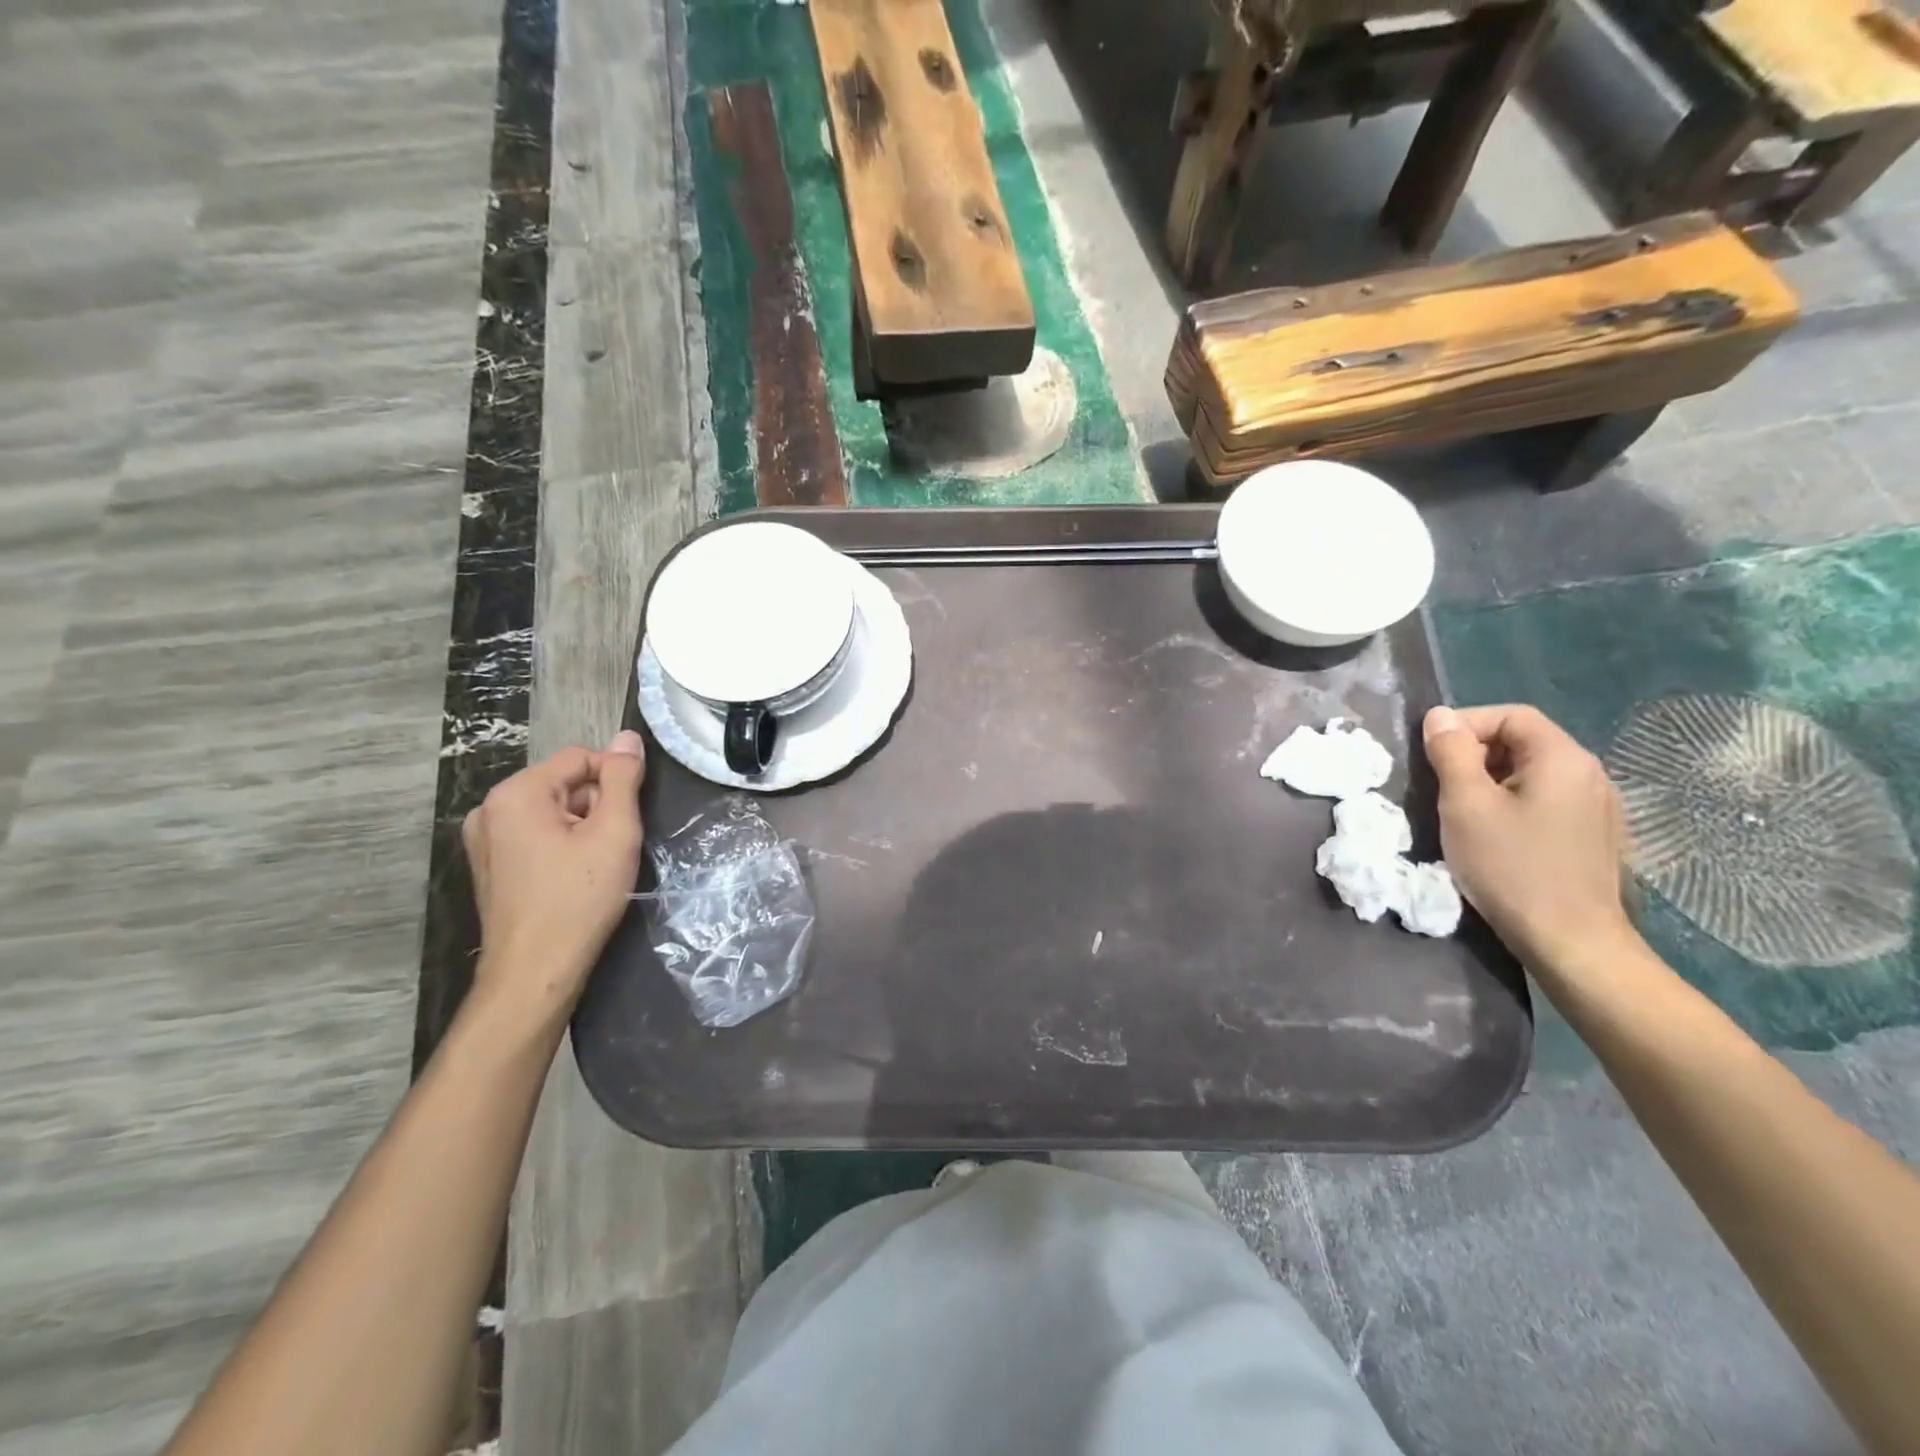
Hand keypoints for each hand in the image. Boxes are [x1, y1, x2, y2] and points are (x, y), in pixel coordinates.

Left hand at [463, 731, 646, 1030]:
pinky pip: (535, 836)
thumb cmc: (578, 899)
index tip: (630, 818)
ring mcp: (484, 840)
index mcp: (516, 793)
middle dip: (596, 807)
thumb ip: (623, 779)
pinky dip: (561, 847)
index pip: (581, 758)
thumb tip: (628, 737)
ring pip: (553, 812)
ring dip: (582, 828)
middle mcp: (490, 809)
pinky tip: (574, 878)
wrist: (536, 971)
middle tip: (614, 846)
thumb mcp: (614, 832)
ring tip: (596, 866)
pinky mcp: (489, 866)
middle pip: (564, 784)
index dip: (615, 781)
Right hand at [1423, 704, 1635, 974]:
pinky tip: (1495, 836)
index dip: (1465, 724)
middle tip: (1440, 786)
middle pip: (1523, 741)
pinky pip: (1546, 801)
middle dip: (1475, 754)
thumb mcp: (1466, 805)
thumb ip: (1451, 754)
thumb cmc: (1512, 867)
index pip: (1511, 715)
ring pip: (1532, 774)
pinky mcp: (1593, 836)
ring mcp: (1597, 807)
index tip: (1431, 754)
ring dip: (1491, 782)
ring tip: (1461, 812)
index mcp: (1563, 758)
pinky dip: (1512, 804)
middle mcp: (1589, 773)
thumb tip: (1439, 716)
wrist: (1571, 941)